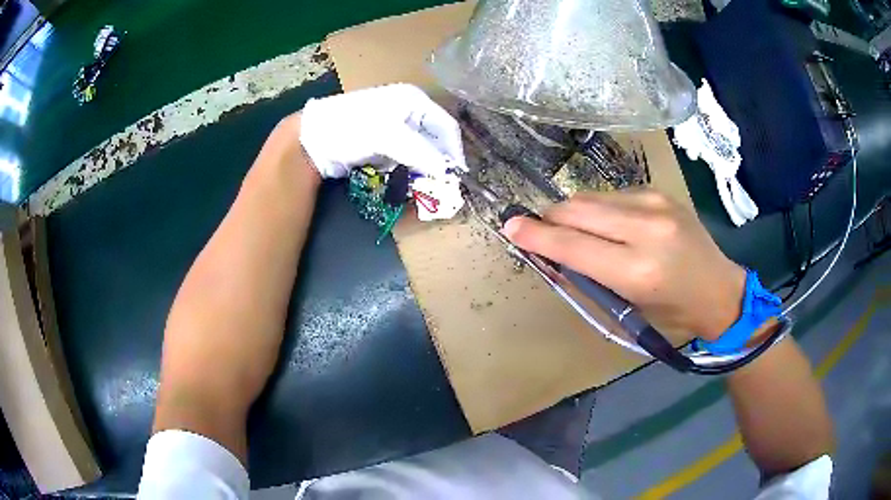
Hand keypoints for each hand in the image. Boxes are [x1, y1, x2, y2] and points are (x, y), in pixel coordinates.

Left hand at [299, 84, 465, 178]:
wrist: (314, 136)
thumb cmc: (352, 126)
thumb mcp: (388, 136)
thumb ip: (420, 153)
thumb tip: (447, 173)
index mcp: (414, 101)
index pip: (446, 126)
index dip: (454, 151)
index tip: (458, 176)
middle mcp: (408, 112)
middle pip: (434, 140)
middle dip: (439, 163)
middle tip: (443, 187)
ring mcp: (394, 128)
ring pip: (420, 152)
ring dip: (424, 171)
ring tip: (426, 190)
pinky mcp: (381, 144)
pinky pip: (404, 159)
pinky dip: (407, 173)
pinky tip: (407, 185)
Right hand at [503, 190, 745, 339]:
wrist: (720, 290)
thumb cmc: (673, 314)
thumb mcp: (627, 309)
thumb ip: (586, 279)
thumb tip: (551, 255)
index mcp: (638, 270)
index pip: (573, 245)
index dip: (536, 235)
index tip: (510, 227)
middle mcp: (646, 228)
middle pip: (577, 209)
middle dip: (550, 218)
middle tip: (541, 231)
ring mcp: (655, 203)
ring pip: (591, 197)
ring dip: (573, 212)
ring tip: (575, 231)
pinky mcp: (659, 192)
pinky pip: (612, 194)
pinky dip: (598, 209)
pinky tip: (607, 224)